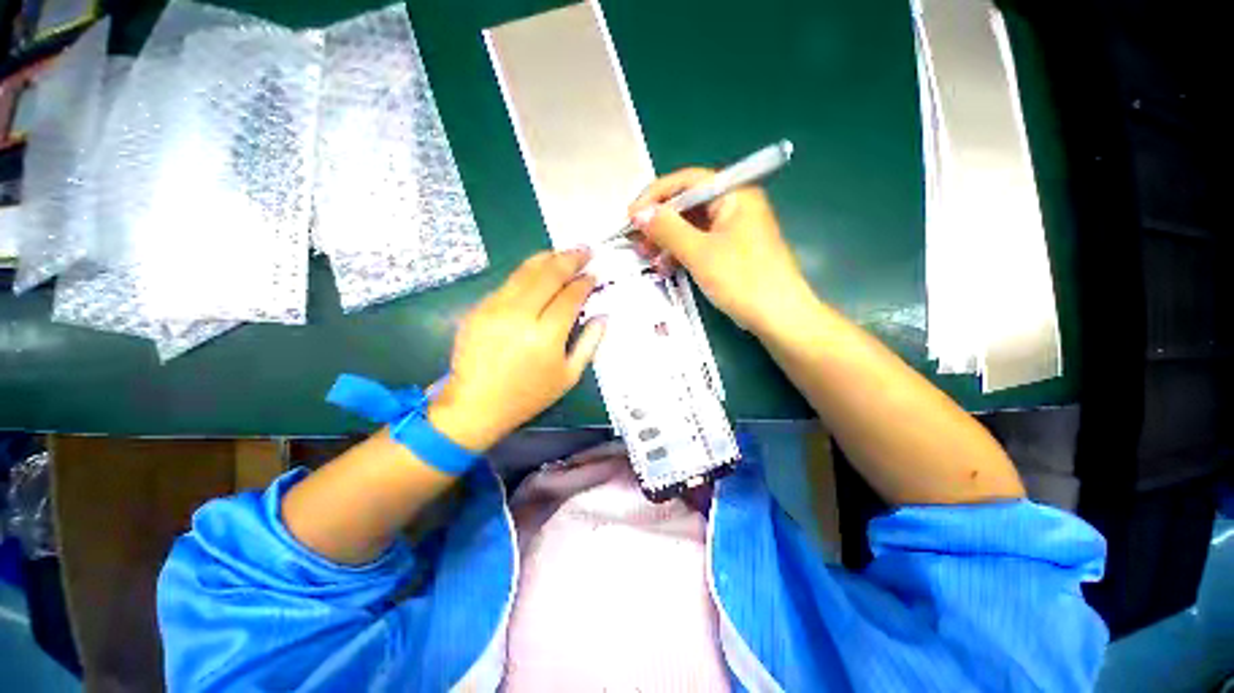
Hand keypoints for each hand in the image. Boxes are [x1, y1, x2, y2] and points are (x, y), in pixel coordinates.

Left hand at [428, 249, 605, 451]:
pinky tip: (537, 271)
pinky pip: (508, 283)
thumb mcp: (569, 376)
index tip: (594, 275)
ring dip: (548, 258)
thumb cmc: (528, 395)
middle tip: (585, 251)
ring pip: (526, 271)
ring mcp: (495, 308)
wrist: (475, 405)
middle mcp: (520, 315)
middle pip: (549, 274)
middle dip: (570, 258)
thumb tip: (602, 316)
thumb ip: (590, 343)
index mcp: (546, 335)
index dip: (585, 282)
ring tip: (563, 253)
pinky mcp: (479, 308)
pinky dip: (527, 273)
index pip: (570, 295)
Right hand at [629, 168, 815, 333]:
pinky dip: (681, 252)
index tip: (631, 216)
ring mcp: (734, 229)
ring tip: (648, 257)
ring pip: (691, 226)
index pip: (687, 181)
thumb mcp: (700, 253)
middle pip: (688, 203)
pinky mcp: (732, 251)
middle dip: (660, 222)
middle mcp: (735, 205)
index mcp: (734, 194)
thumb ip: (667, 229)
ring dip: (667, 240)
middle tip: (637, 240)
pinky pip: (700, 243)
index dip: (655, 196)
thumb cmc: (742, 280)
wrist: (779, 318)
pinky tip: (666, 266)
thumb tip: (639, 213)